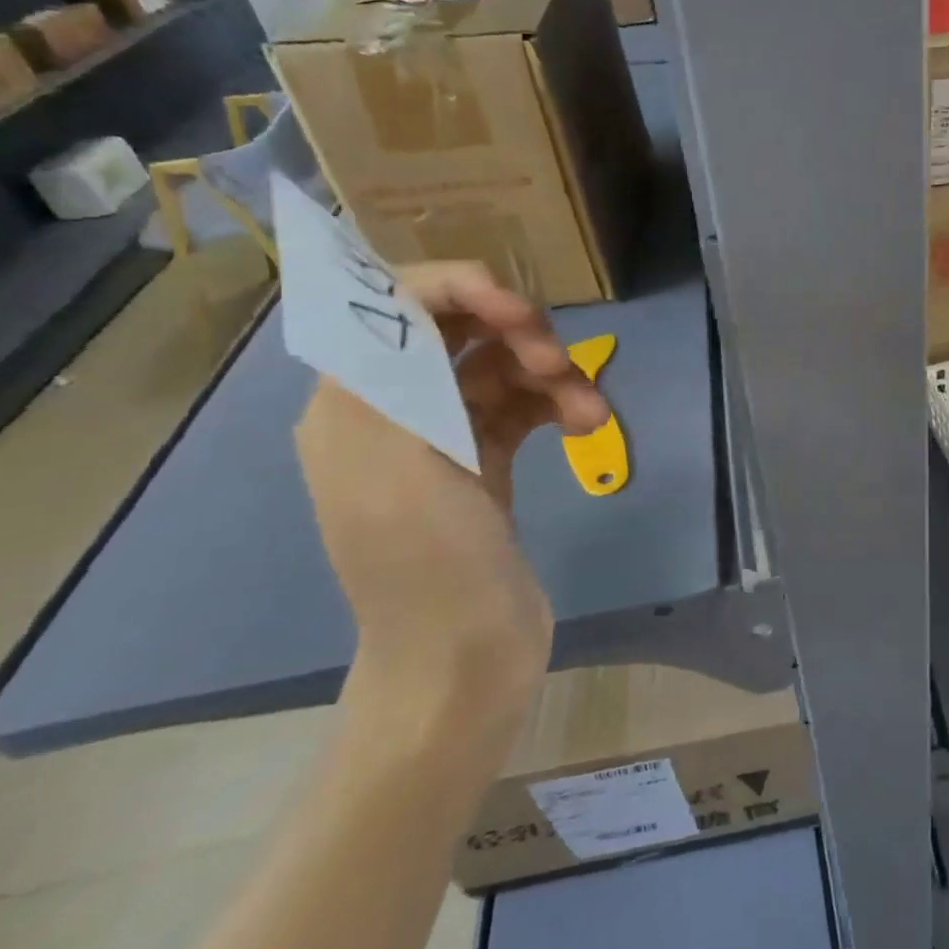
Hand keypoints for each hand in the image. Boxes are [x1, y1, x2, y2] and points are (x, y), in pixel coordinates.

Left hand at [295, 263, 608, 732]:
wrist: (463, 660)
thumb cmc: (427, 564)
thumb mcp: (396, 466)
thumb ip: (393, 373)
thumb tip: (404, 297)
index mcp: (354, 403)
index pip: (395, 307)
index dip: (456, 288)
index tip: (517, 310)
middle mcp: (395, 409)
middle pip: (459, 330)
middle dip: (517, 333)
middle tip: (561, 361)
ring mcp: (446, 436)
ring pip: (504, 367)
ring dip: (554, 377)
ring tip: (594, 412)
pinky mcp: (488, 460)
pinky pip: (528, 406)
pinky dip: (560, 407)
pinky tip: (588, 427)